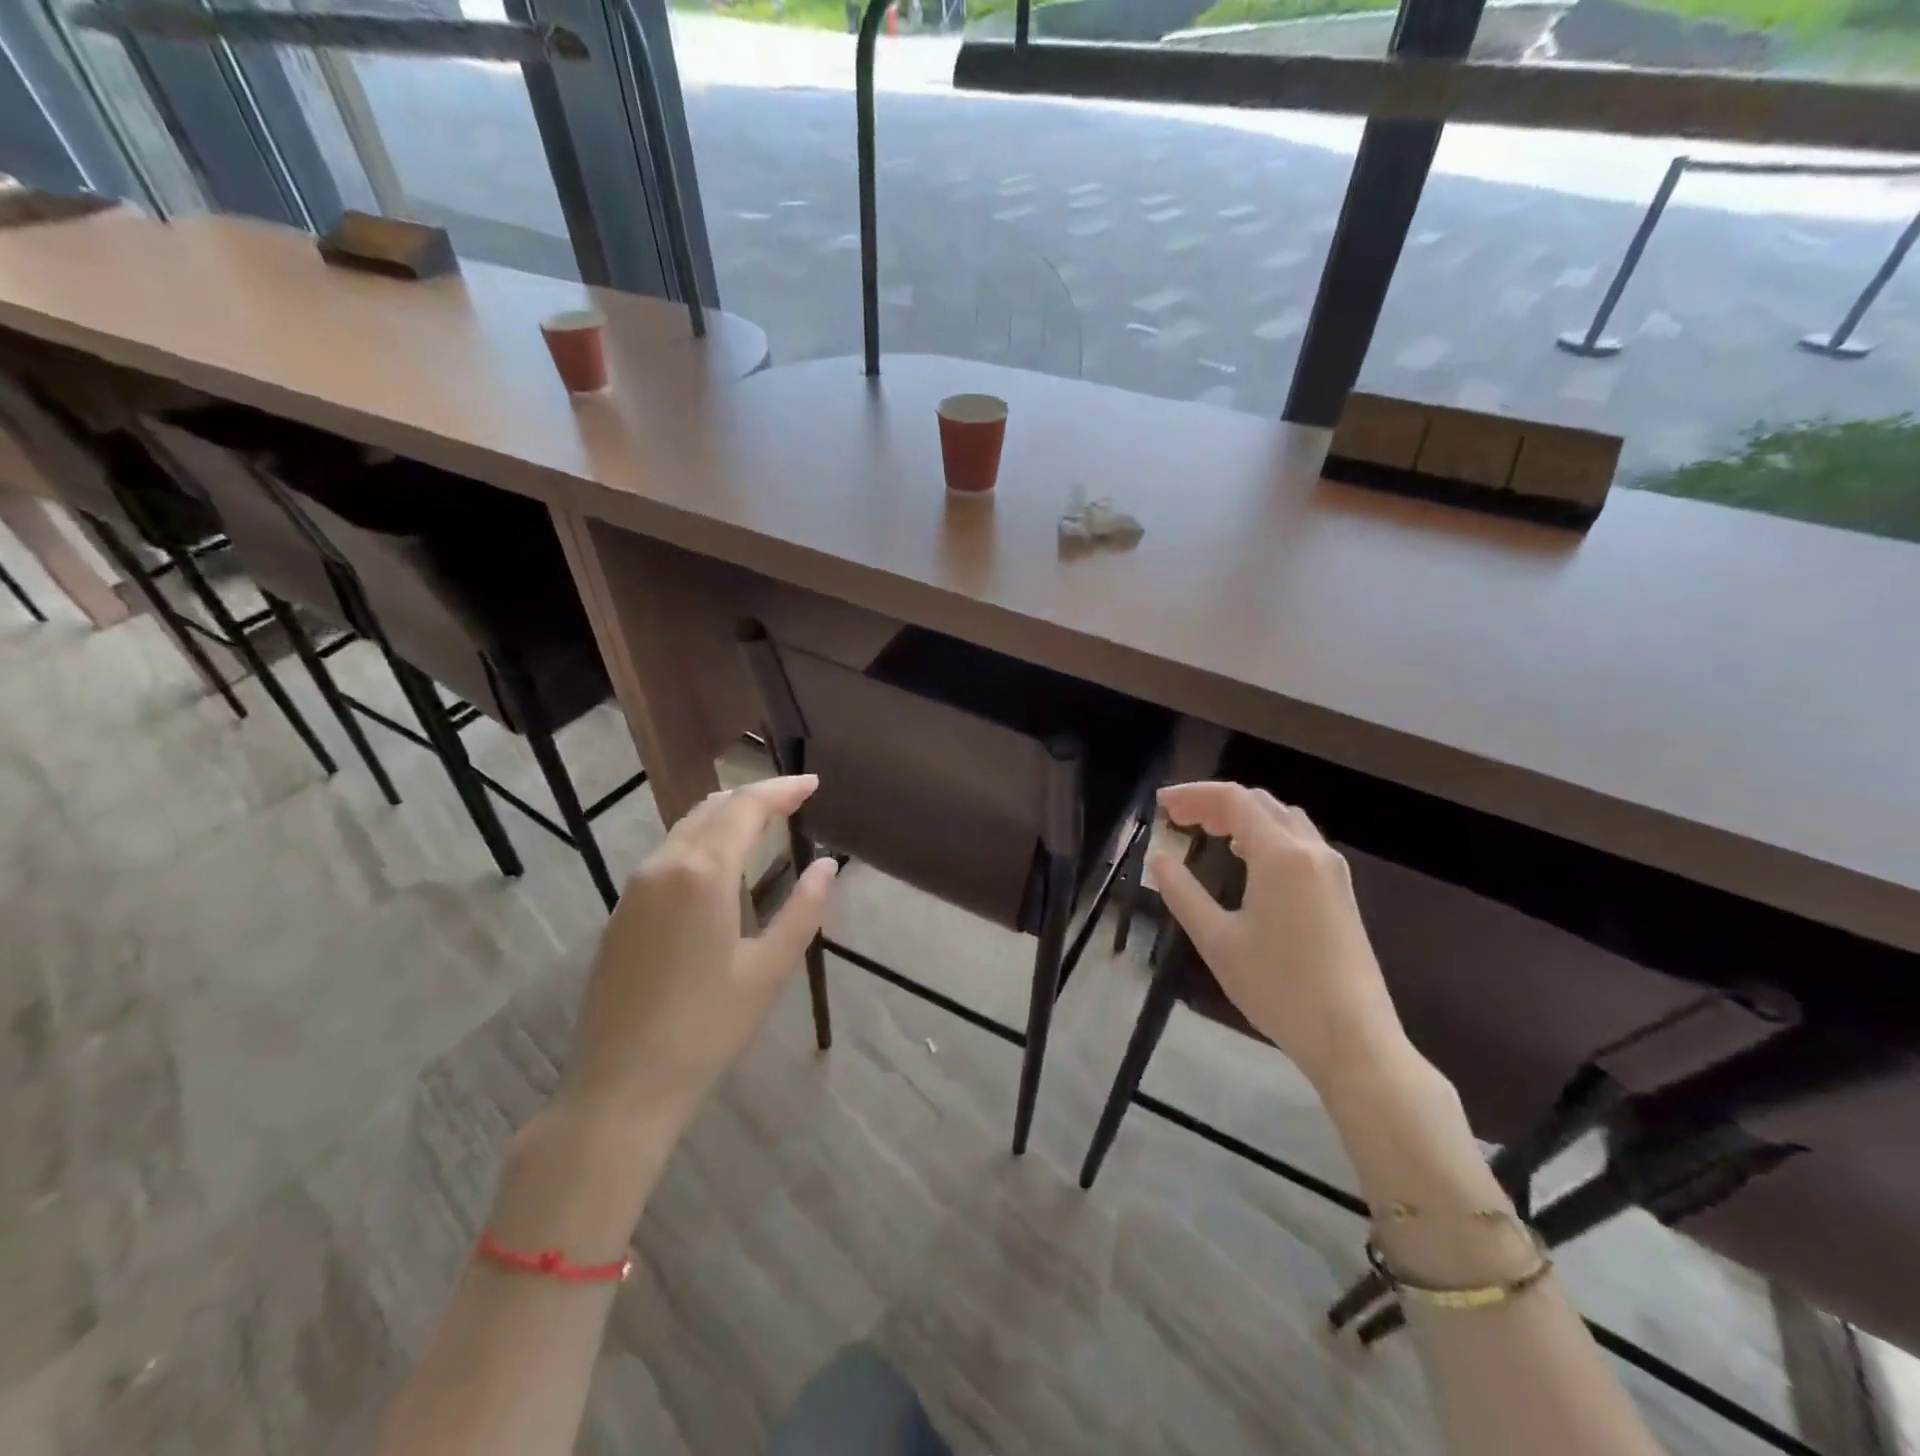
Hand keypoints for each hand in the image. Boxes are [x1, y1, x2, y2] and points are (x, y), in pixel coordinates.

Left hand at [560, 775, 837, 1134]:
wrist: (620, 1087)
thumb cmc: (707, 1029)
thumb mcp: (769, 970)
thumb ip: (803, 910)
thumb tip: (828, 867)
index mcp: (702, 874)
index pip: (746, 807)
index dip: (782, 789)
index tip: (812, 783)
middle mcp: (663, 866)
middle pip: (712, 807)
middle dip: (755, 795)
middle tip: (794, 798)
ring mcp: (634, 888)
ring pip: (685, 828)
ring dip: (726, 816)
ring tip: (764, 823)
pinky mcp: (621, 911)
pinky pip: (667, 854)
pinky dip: (702, 840)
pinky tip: (721, 864)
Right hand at [1152, 782, 1408, 1091]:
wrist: (1353, 1038)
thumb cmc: (1279, 987)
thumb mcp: (1218, 941)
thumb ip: (1183, 893)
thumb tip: (1159, 859)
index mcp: (1280, 855)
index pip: (1232, 799)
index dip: (1192, 794)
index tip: (1160, 805)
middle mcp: (1311, 850)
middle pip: (1259, 803)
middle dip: (1214, 802)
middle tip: (1177, 817)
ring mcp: (1332, 870)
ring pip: (1282, 819)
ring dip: (1242, 816)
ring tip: (1206, 831)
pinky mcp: (1340, 892)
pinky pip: (1298, 841)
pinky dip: (1265, 834)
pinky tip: (1246, 859)